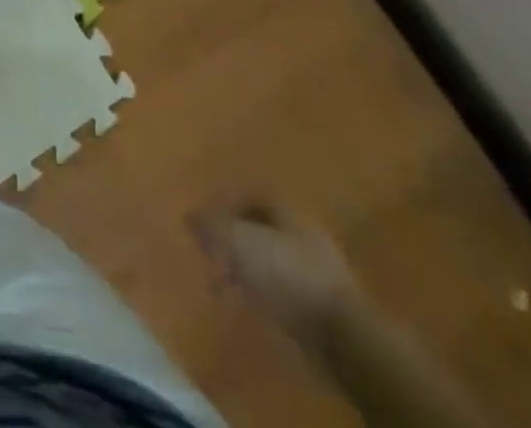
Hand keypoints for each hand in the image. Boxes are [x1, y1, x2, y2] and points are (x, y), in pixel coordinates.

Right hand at [194, 203, 361, 353]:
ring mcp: (318, 269)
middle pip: (261, 228)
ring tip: (227, 283)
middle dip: (235, 240)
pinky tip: (252, 304)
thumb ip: (211, 225)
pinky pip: (284, 289)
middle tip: (211, 254)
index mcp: (286, 209)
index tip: (203, 223)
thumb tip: (189, 214)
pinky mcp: (323, 304)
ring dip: (249, 269)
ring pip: (272, 259)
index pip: (250, 196)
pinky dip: (265, 293)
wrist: (341, 334)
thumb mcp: (238, 241)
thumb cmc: (286, 274)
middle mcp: (303, 231)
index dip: (224, 206)